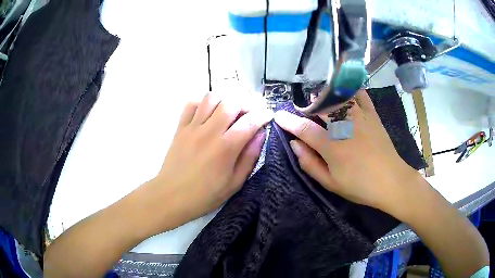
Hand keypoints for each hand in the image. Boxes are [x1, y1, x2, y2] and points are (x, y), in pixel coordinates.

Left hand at [148, 92, 272, 226]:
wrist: (171, 197)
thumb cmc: (205, 195)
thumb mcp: (235, 183)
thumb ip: (250, 157)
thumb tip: (260, 134)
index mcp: (226, 148)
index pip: (250, 121)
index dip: (263, 115)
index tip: (268, 115)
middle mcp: (210, 131)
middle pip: (232, 102)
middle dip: (247, 102)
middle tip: (252, 110)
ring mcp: (192, 127)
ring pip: (211, 98)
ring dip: (226, 98)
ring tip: (232, 108)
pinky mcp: (180, 128)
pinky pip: (191, 104)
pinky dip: (203, 102)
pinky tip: (209, 111)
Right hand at [274, 89, 419, 213]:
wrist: (391, 181)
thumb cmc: (360, 186)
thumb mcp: (330, 183)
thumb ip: (310, 164)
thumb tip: (295, 145)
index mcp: (332, 146)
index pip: (304, 129)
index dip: (289, 122)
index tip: (278, 115)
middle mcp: (344, 126)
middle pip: (320, 106)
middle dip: (307, 105)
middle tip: (302, 109)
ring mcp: (360, 117)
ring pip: (338, 97)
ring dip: (325, 95)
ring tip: (320, 99)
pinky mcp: (372, 115)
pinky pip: (360, 95)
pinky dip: (350, 89)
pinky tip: (344, 92)